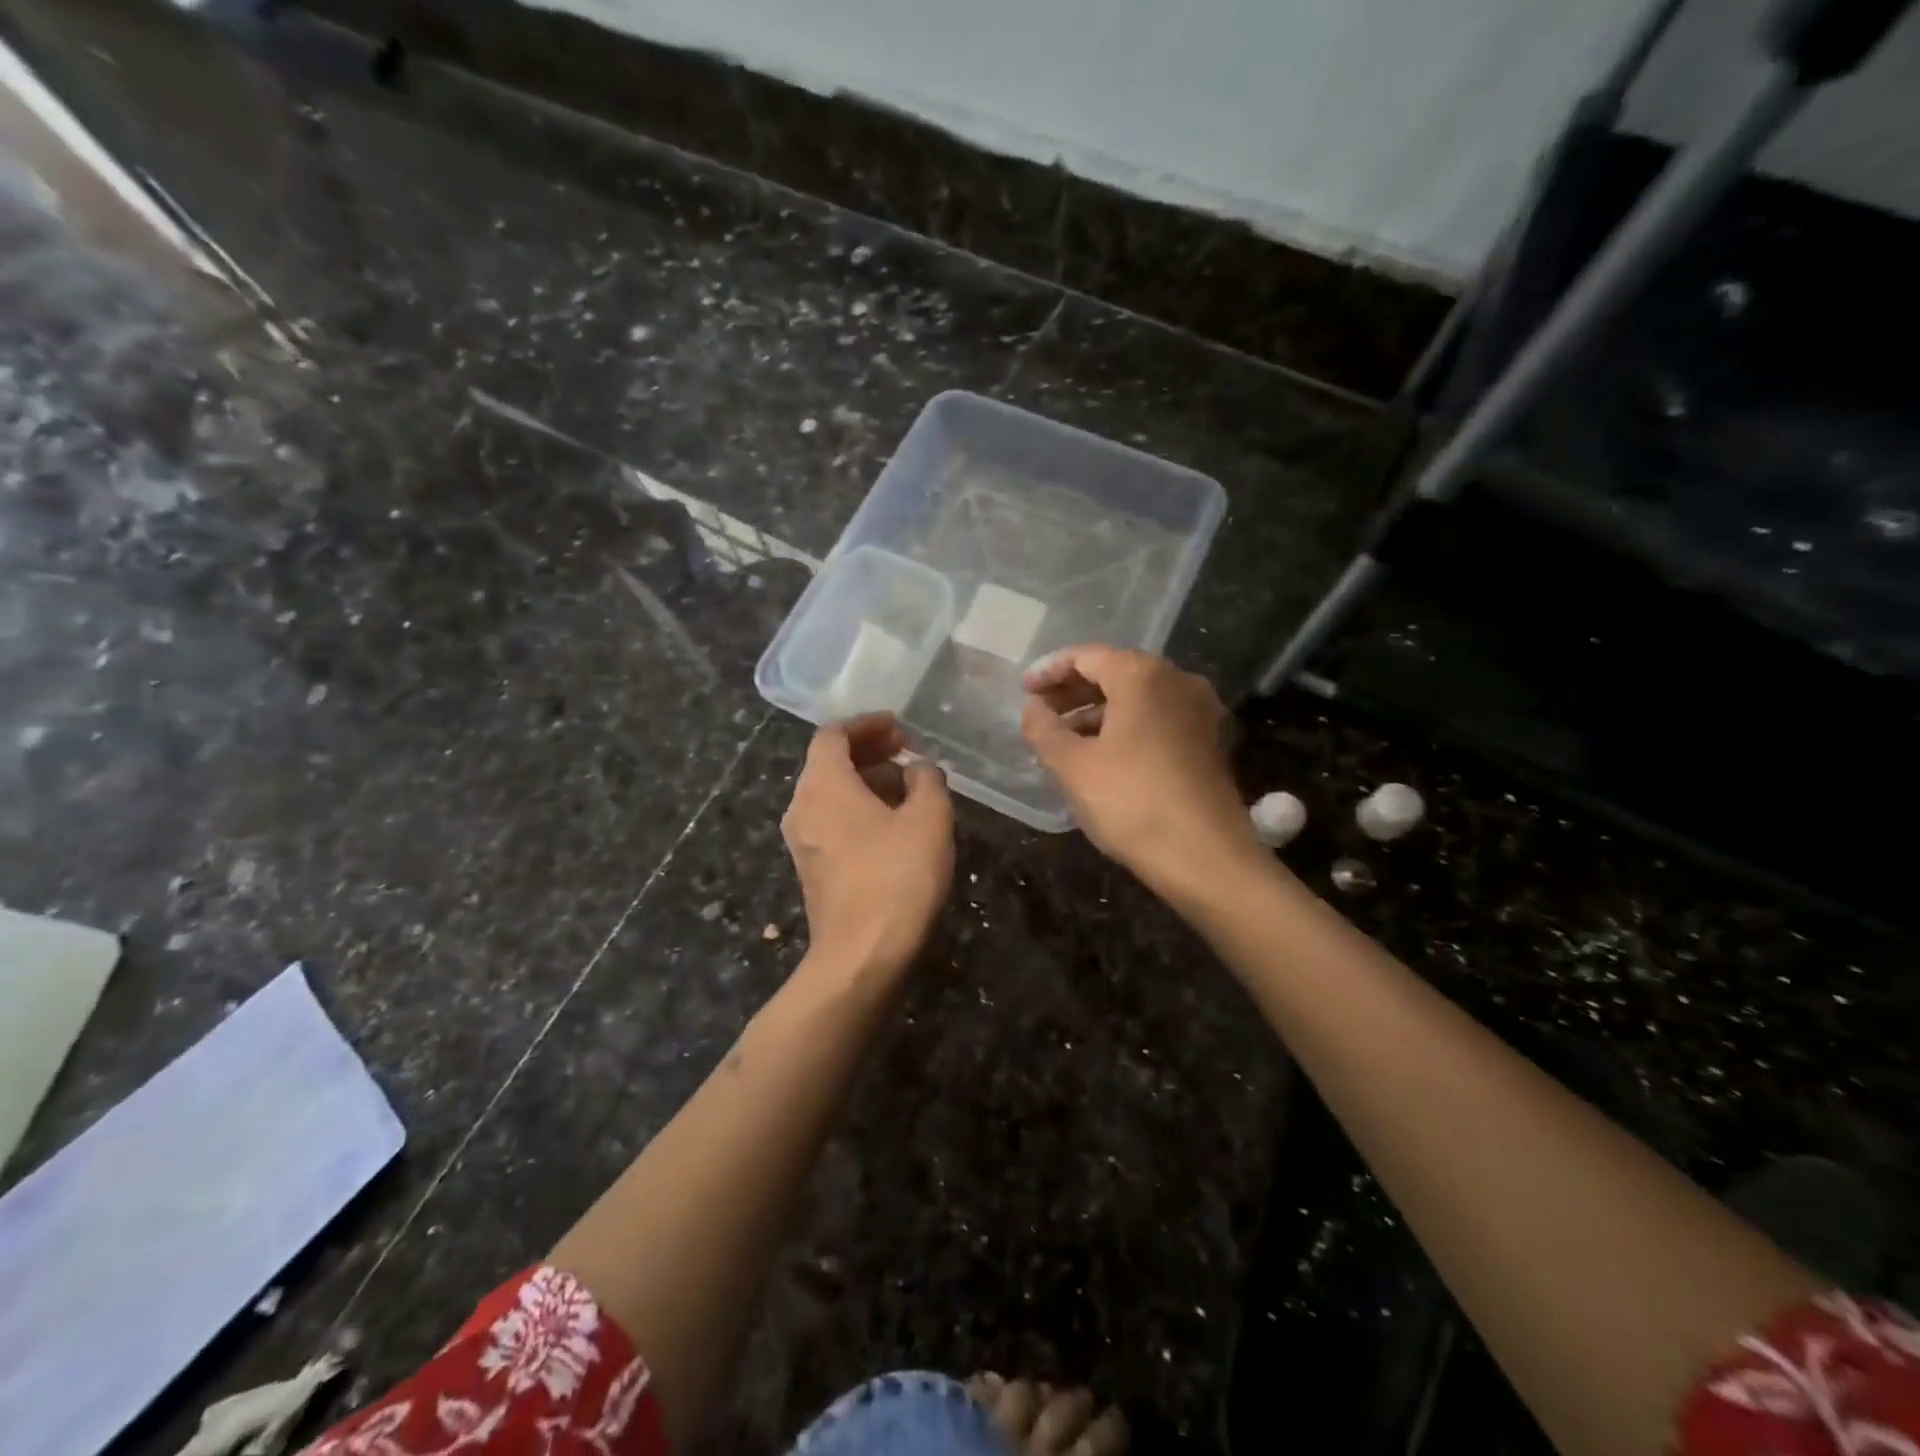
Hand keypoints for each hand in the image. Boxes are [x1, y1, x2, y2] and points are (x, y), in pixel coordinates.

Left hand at [782, 713, 953, 973]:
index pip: (833, 734)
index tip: (899, 727)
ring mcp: (802, 840)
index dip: (867, 724)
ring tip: (907, 787)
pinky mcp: (810, 868)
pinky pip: (831, 820)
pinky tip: (892, 824)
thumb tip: (918, 768)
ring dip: (866, 781)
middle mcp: (803, 806)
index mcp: (824, 784)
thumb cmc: (897, 877)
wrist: (861, 955)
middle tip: (907, 752)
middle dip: (869, 751)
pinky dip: (858, 808)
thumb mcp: (929, 819)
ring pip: (830, 793)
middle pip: (829, 762)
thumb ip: (927, 780)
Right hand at [1021, 646, 1260, 901]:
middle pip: (1115, 672)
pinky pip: (1157, 719)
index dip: (1049, 671)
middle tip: (1040, 713)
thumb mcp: (1073, 766)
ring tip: (1062, 739)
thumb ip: (1044, 729)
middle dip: (1073, 691)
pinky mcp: (1209, 741)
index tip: (1024, 691)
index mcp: (1142, 675)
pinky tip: (1100, 755)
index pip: (1087, 656)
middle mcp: (1177, 680)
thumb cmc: (1132, 802)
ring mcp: (1199, 711)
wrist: (1206, 857)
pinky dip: (1125, 727)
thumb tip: (1032, 708)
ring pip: (1138, 698)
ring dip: (1097, 711)